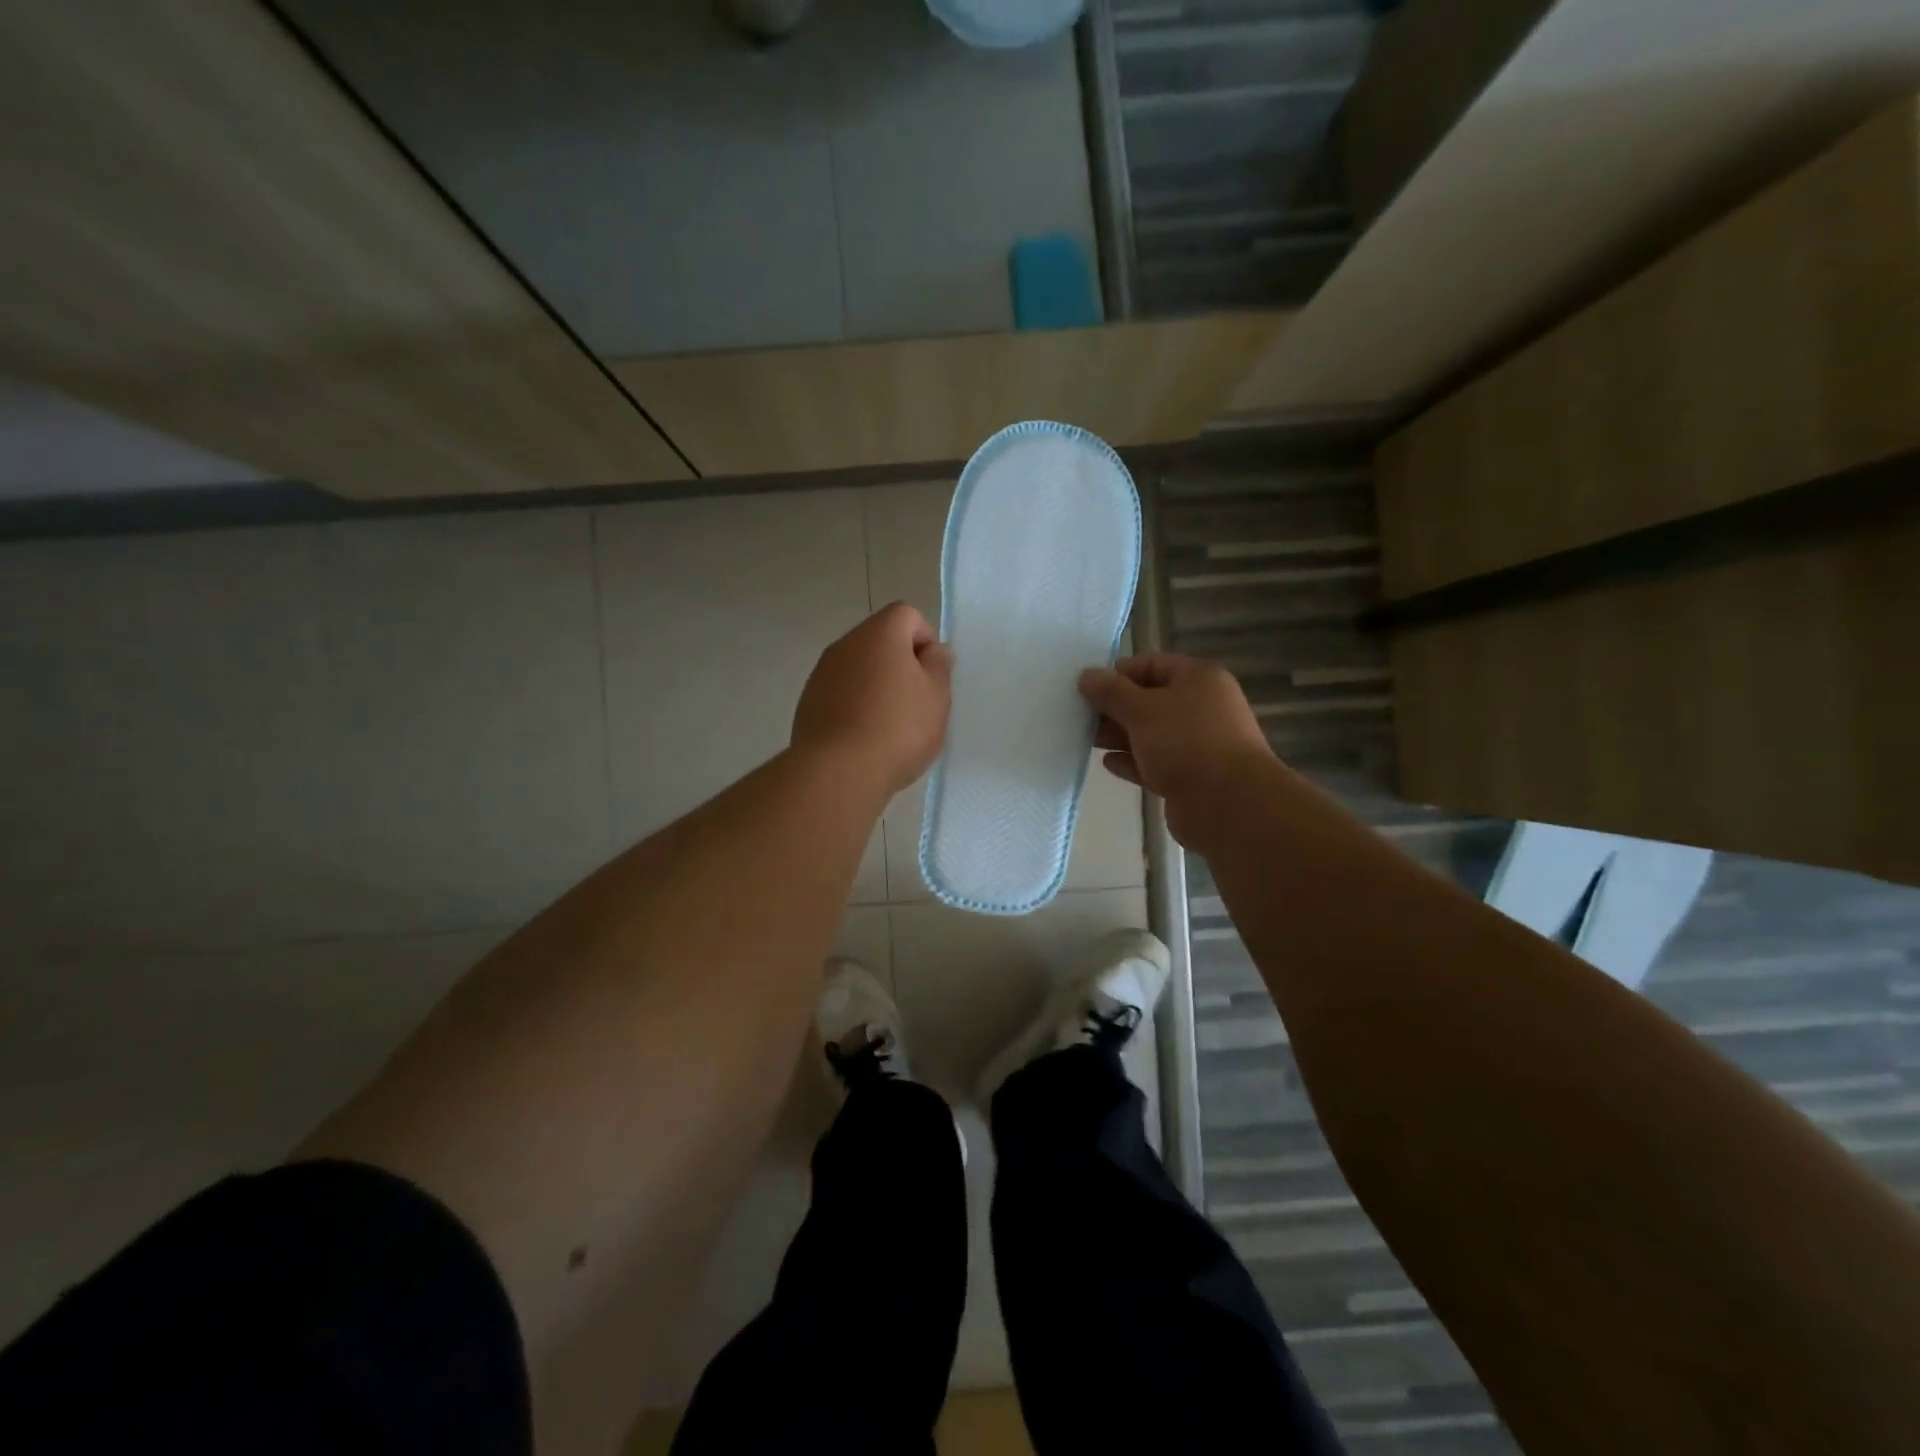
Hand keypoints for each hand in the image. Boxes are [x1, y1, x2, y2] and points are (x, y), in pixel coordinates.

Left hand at [793, 602, 952, 795]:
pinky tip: (865, 739)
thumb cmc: (898, 729)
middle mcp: (845, 644)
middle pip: (881, 641)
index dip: (926, 641)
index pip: (907, 615)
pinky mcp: (808, 703)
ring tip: (890, 727)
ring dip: (876, 687)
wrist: (838, 772)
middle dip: (901, 665)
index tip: (932, 677)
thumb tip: (934, 650)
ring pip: (859, 669)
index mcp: (879, 634)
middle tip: (916, 703)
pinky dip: (855, 706)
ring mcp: (821, 674)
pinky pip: (840, 693)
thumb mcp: (937, 697)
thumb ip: (939, 666)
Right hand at [1079, 654, 1275, 842]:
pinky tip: (1107, 763)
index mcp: (1199, 680)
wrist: (1228, 805)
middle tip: (1080, 715)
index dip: (1119, 673)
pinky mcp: (1189, 778)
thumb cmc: (1186, 742)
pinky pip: (1154, 763)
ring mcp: (1197, 745)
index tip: (1088, 687)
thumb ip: (1111, 692)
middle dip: (1115, 707)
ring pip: (1150, 734)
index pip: (1153, 665)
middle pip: (1150, 700)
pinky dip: (1132, 762)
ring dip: (1119, 735)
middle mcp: (1201, 708)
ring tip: (1086, 738)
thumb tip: (1087, 675)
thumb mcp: (1142, 709)